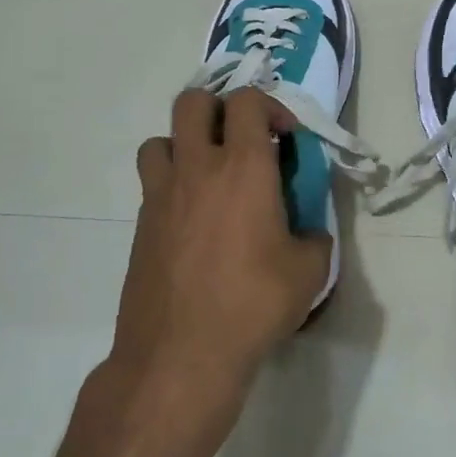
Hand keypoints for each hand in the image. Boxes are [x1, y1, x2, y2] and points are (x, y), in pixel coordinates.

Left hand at [111, 87, 331, 410]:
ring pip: (161, 138)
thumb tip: (308, 232)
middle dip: (220, 109)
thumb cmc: (253, 304)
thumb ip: (315, 237)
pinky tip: (194, 221)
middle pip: (193, 102)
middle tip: (243, 141)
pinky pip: (153, 182)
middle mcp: (197, 168)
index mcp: (244, 168)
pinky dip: (173, 183)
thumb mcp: (309, 271)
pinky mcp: (140, 225)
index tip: (287, 138)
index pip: (247, 102)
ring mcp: (161, 195)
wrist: (181, 354)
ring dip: (187, 144)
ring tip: (210, 175)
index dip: (270, 106)